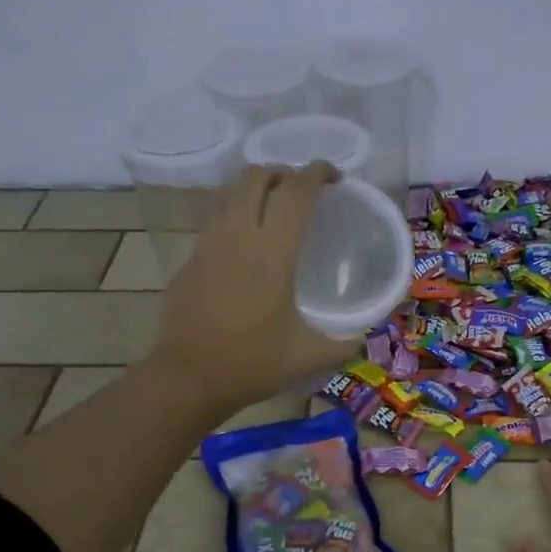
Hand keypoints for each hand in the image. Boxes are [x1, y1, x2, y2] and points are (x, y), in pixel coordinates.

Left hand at [149, 162, 357, 412]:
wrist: (188, 378)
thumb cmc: (251, 364)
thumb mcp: (308, 357)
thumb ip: (343, 344)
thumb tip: (362, 336)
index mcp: (271, 254)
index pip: (295, 192)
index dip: (317, 173)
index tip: (335, 177)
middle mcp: (237, 237)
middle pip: (256, 177)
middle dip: (283, 172)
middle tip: (303, 191)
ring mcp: (207, 245)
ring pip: (230, 194)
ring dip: (255, 189)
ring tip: (274, 208)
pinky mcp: (190, 260)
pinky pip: (215, 219)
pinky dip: (235, 214)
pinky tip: (246, 243)